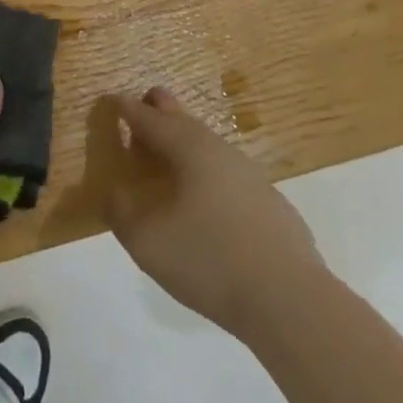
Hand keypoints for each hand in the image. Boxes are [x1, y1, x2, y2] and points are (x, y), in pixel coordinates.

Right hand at [105, 87, 325, 337]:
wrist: (290, 300)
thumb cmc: (210, 261)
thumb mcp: (147, 242)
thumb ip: (122, 213)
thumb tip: (114, 193)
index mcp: (189, 148)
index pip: (150, 118)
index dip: (128, 109)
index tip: (112, 102)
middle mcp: (220, 150)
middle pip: (183, 119)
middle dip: (159, 111)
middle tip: (140, 112)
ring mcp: (250, 175)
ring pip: (208, 145)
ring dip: (183, 145)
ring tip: (166, 160)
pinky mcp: (270, 203)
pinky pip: (227, 173)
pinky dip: (206, 172)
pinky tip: (204, 201)